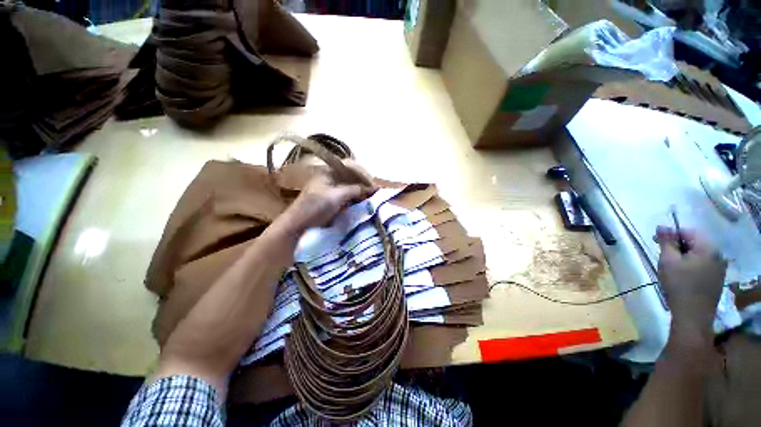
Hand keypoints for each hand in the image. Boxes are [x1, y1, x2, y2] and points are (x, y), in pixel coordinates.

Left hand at [286, 160, 375, 229]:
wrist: (299, 224)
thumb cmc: (315, 207)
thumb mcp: (335, 197)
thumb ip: (353, 190)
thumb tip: (369, 188)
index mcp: (328, 171)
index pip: (350, 166)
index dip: (363, 174)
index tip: (372, 185)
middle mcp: (330, 176)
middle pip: (351, 174)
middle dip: (363, 181)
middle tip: (373, 190)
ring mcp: (331, 187)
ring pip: (350, 184)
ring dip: (361, 189)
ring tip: (370, 195)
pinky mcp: (332, 197)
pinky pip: (348, 193)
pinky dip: (356, 196)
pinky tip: (362, 200)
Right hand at [655, 226, 726, 335]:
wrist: (693, 315)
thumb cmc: (679, 285)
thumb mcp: (668, 261)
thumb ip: (666, 241)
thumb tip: (662, 226)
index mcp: (708, 248)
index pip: (688, 232)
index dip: (671, 234)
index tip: (655, 241)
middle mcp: (718, 255)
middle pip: (695, 242)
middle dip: (678, 246)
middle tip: (662, 254)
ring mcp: (719, 268)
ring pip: (699, 254)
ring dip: (684, 256)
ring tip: (671, 265)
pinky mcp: (717, 279)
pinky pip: (703, 264)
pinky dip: (691, 264)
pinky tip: (682, 274)